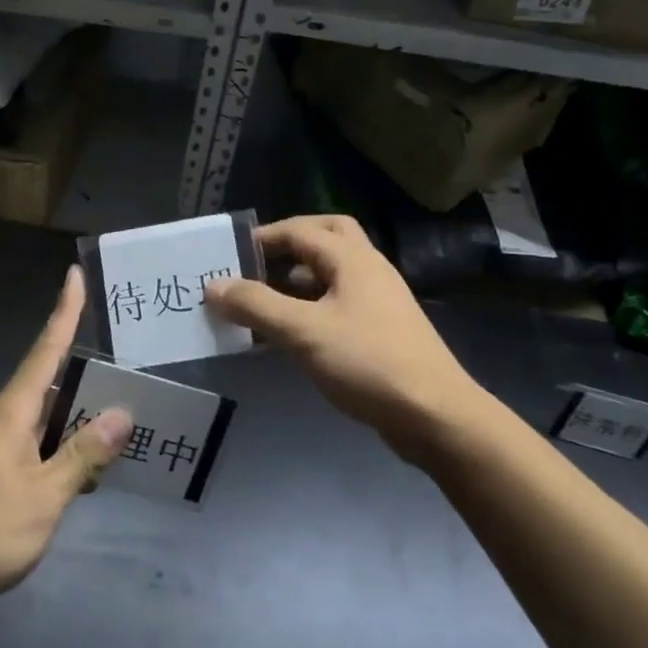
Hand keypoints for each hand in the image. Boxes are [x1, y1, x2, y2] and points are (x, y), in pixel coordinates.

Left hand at [0, 267, 132, 629]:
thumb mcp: (44, 495)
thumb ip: (83, 455)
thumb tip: (121, 413)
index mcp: (11, 413)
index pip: (45, 350)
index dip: (63, 313)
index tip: (74, 276)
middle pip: (47, 381)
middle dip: (82, 371)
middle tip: (122, 363)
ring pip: (41, 417)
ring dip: (73, 415)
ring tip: (113, 415)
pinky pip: (32, 443)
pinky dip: (59, 445)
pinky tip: (81, 467)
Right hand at [205, 216, 481, 457]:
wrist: (436, 416)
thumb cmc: (368, 363)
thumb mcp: (304, 332)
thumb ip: (256, 305)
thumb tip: (212, 286)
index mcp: (353, 259)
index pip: (301, 230)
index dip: (263, 238)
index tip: (228, 255)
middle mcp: (368, 270)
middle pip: (326, 238)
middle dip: (288, 245)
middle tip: (255, 263)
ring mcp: (378, 301)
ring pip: (332, 273)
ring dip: (297, 278)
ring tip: (261, 299)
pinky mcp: (380, 330)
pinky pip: (337, 303)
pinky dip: (310, 306)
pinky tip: (289, 332)